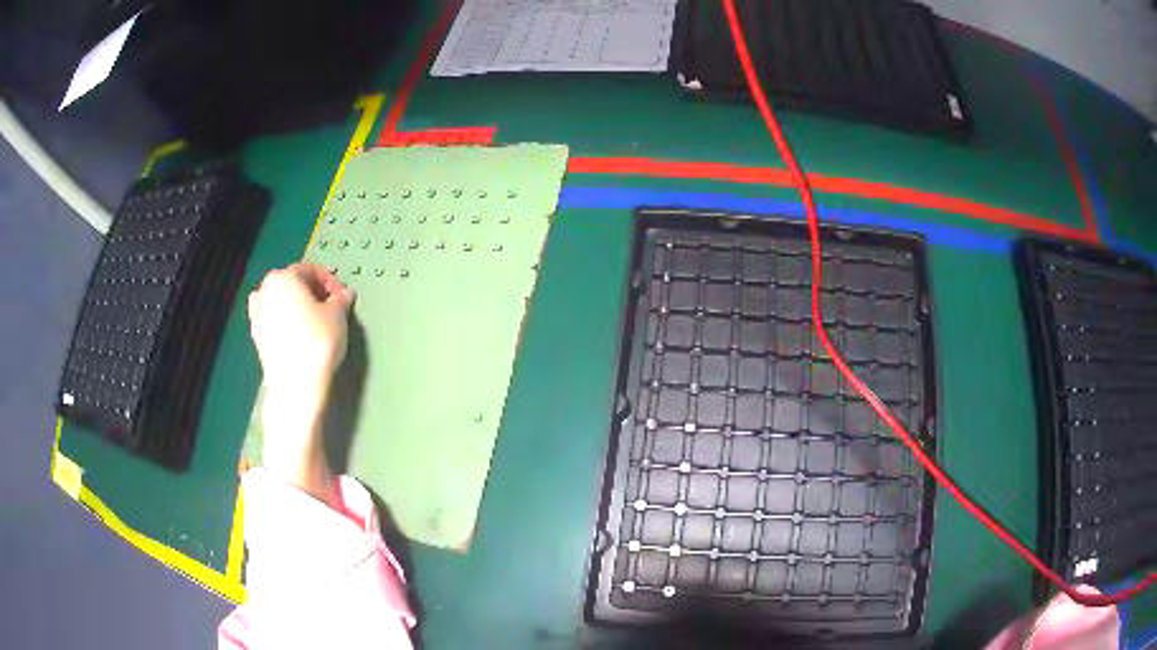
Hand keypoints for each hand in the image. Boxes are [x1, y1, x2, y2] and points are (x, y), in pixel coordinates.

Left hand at [247, 263, 353, 505]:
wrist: (295, 385)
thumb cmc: (317, 342)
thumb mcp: (337, 316)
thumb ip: (340, 299)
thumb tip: (344, 294)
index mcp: (283, 277)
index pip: (310, 270)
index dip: (329, 281)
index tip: (343, 298)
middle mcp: (264, 290)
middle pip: (292, 284)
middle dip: (311, 293)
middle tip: (330, 309)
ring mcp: (257, 315)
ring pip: (281, 303)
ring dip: (297, 307)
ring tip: (315, 323)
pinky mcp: (256, 337)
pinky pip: (275, 321)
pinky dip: (287, 323)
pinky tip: (301, 338)